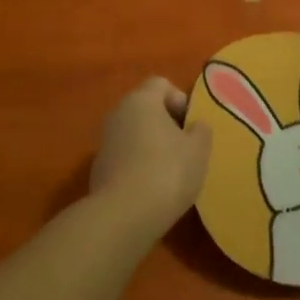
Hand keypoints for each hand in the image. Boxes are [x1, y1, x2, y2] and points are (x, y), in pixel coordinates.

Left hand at [88, 77, 212, 241]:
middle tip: (185, 148)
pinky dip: (138, 165)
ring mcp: (104, 141)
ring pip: (134, 133)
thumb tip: (195, 125)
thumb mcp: (198, 149)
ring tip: (171, 171)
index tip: (191, 126)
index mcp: (141, 100)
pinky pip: (125, 156)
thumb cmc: (167, 171)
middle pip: (146, 108)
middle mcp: (118, 113)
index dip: (180, 100)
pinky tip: (152, 188)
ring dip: (152, 145)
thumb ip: (201, 130)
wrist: (124, 215)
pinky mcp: (99, 168)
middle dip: (167, 123)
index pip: (161, 83)